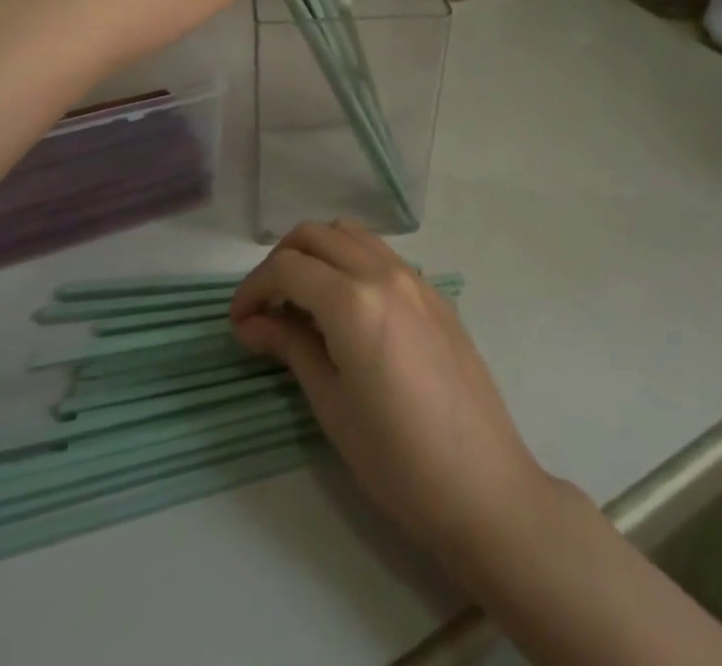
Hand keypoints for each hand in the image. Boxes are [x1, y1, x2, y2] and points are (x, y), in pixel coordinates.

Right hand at [230, 221, 554, 573]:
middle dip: (281, 261)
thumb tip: (251, 322)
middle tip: (265, 306)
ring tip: (303, 299)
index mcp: (353, 301)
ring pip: (351, 234)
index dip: (253, 288)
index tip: (238, 321)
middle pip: (316, 235)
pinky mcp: (435, 293)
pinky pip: (381, 254)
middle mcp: (383, 273)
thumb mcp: (331, 404)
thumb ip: (290, 346)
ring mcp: (414, 278)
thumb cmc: (397, 460)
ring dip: (318, 253)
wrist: (483, 486)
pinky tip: (347, 306)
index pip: (287, 268)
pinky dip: (351, 261)